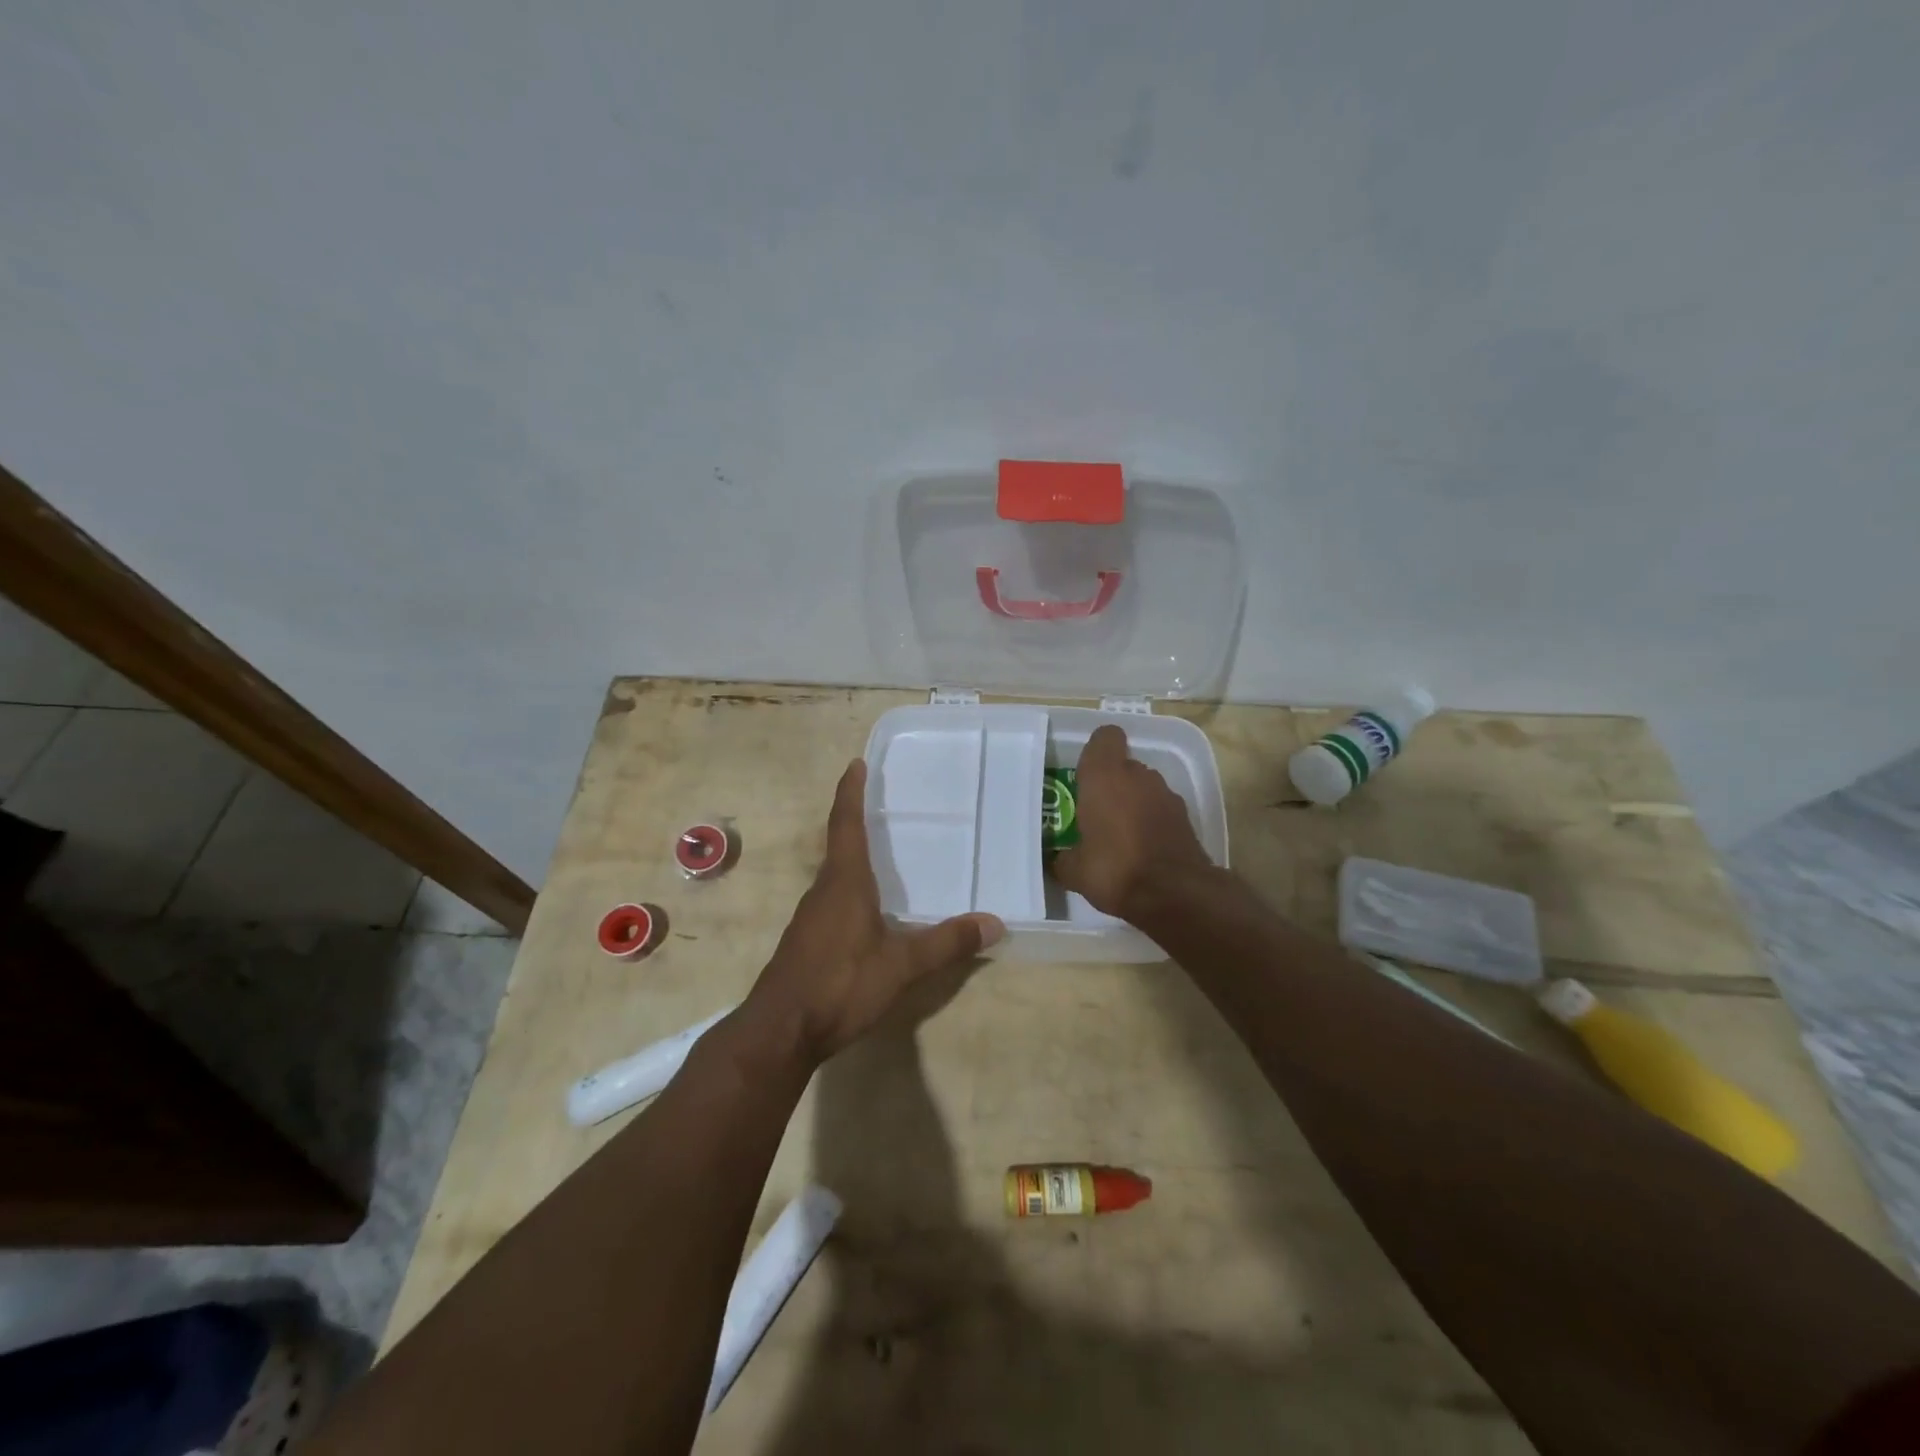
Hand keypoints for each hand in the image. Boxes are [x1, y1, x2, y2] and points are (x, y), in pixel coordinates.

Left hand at [740, 760, 1002, 1065]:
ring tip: (883, 854)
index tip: (855, 764)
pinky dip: (852, 890)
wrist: (780, 1031)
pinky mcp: (806, 941)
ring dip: (855, 858)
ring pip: (836, 876)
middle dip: (857, 821)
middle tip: (884, 804)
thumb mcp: (901, 965)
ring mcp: (810, 917)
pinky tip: (870, 912)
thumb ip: (946, 943)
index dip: (850, 792)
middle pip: (840, 845)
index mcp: (844, 882)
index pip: (846, 824)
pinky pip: (833, 901)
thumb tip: (995, 923)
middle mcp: (823, 890)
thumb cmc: (839, 984)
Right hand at [1050, 725, 1213, 919]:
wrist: (1175, 894)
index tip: (1086, 773)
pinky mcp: (1185, 817)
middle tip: (1095, 813)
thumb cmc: (1114, 869)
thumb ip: (1064, 858)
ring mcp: (1166, 795)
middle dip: (1111, 784)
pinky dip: (1152, 822)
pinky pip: (1160, 810)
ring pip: (1143, 788)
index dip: (1096, 750)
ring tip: (1120, 835)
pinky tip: (1142, 850)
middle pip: (1123, 765)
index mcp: (1104, 776)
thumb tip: (1059, 860)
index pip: (1105, 737)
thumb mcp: (1075, 870)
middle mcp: (1137, 776)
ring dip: (1133, 803)